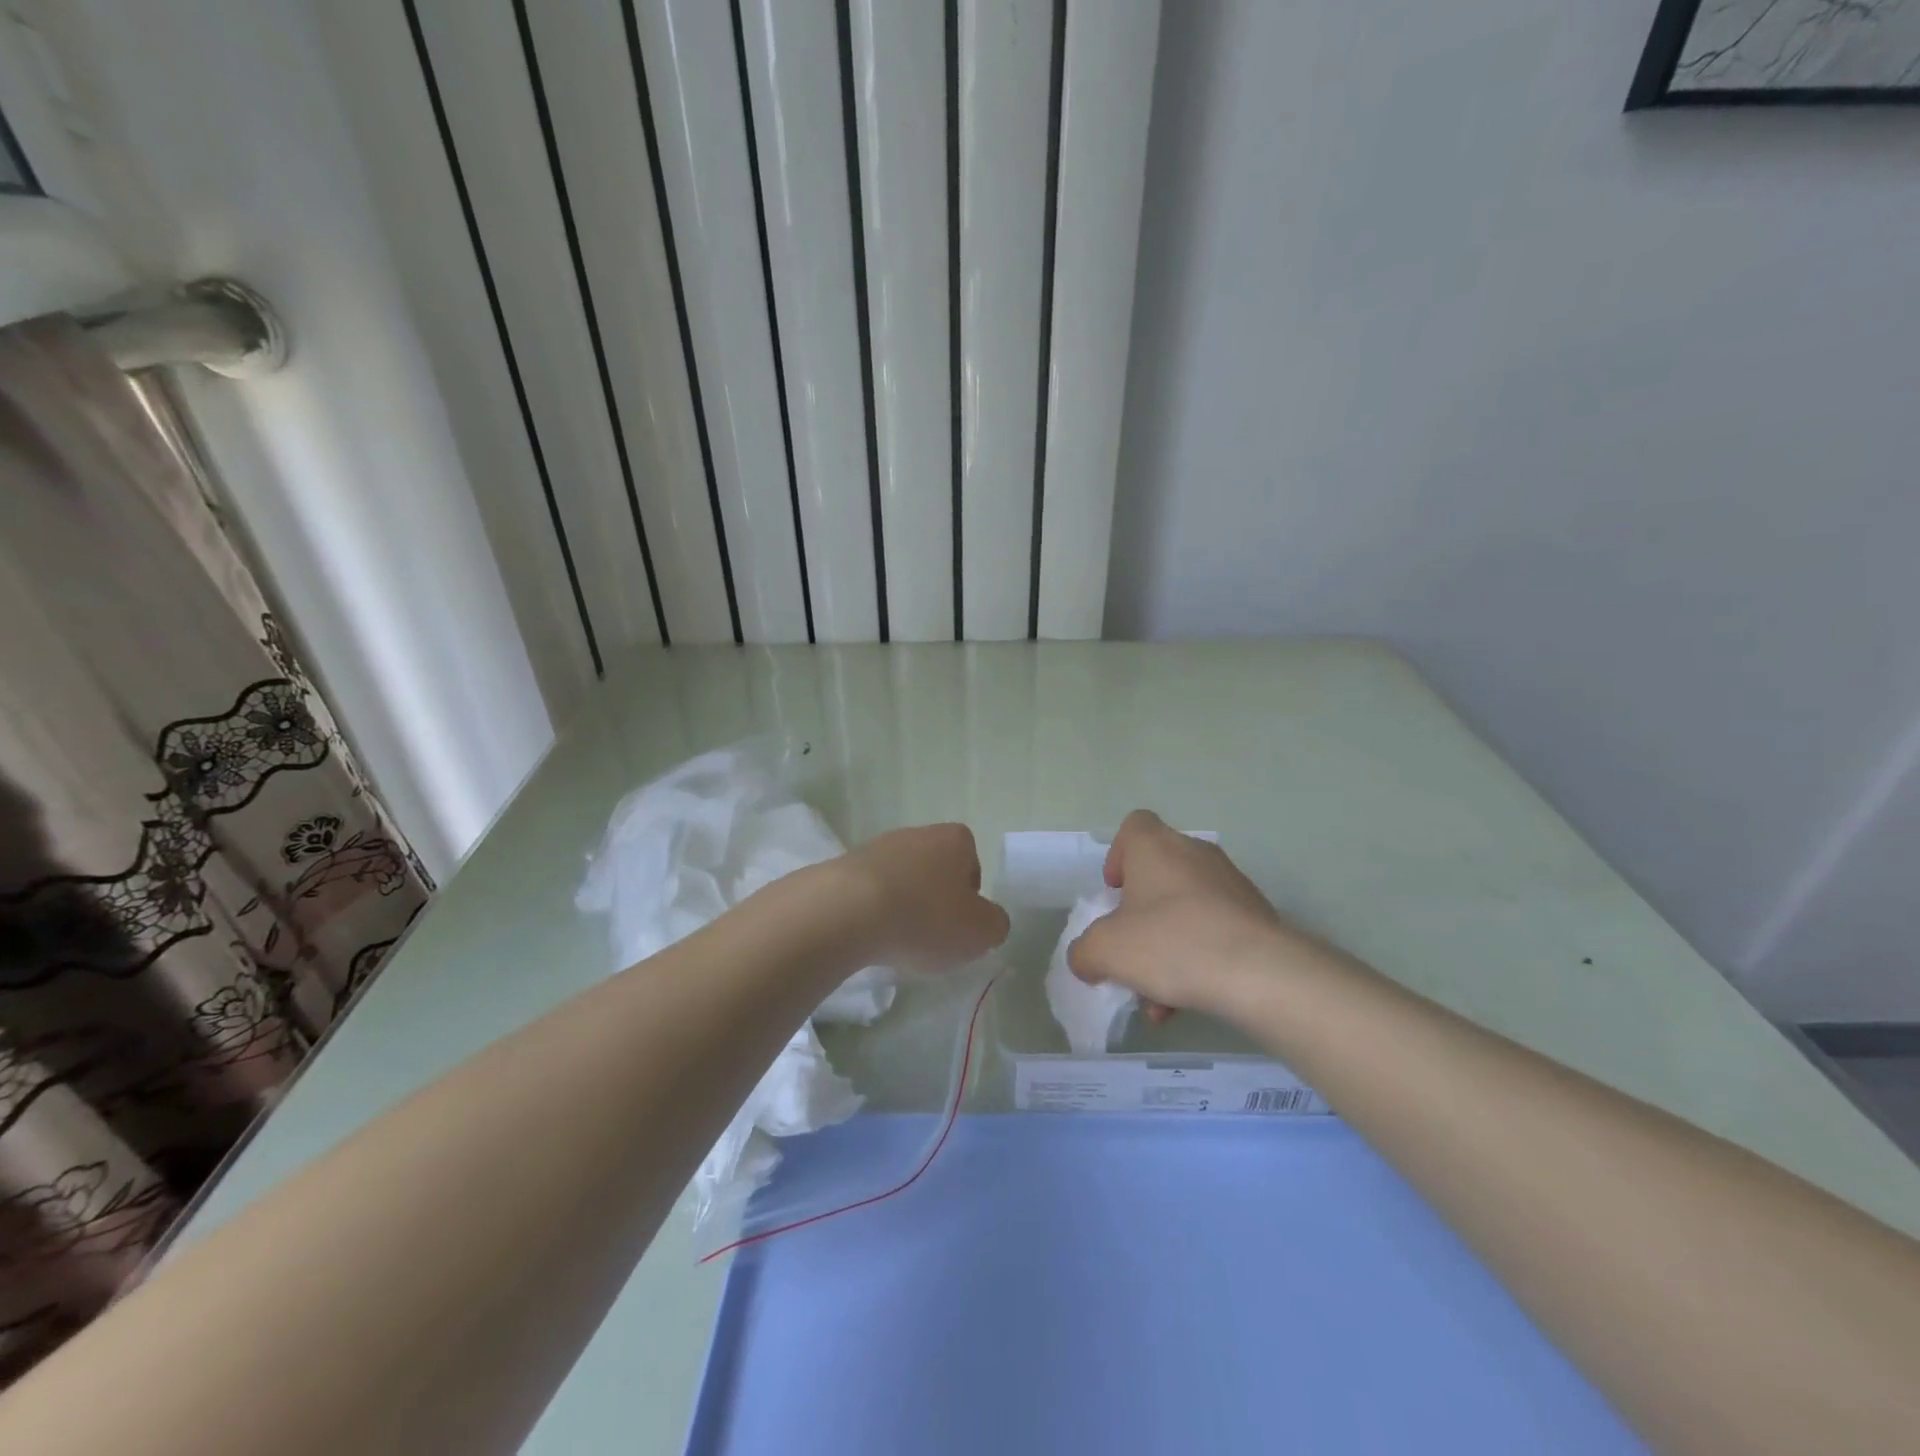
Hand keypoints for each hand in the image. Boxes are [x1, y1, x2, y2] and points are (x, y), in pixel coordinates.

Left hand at [835, 823, 1009, 971]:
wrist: (847, 911)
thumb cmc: (925, 917)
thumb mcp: (980, 931)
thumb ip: (995, 924)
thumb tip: (989, 920)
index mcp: (955, 840)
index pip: (971, 861)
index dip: (969, 894)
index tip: (960, 922)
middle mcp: (916, 834)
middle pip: (934, 869)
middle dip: (933, 900)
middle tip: (931, 935)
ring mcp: (876, 847)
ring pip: (900, 880)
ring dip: (901, 906)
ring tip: (896, 940)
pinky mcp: (843, 867)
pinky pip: (868, 892)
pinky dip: (871, 912)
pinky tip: (868, 936)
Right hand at [1067, 810, 1323, 1017]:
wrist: (1259, 972)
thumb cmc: (1170, 943)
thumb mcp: (1105, 951)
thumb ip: (1084, 951)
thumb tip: (1087, 958)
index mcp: (1155, 846)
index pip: (1133, 827)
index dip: (1118, 856)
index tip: (1115, 893)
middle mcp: (1194, 854)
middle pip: (1159, 874)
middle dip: (1141, 915)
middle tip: (1132, 949)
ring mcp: (1230, 883)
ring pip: (1186, 909)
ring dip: (1167, 947)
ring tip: (1158, 998)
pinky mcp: (1256, 915)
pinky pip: (1214, 931)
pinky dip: (1197, 959)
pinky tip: (1187, 1002)